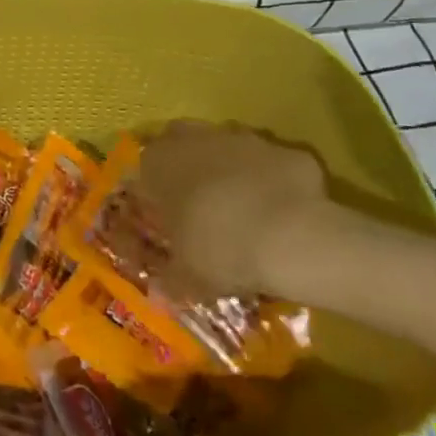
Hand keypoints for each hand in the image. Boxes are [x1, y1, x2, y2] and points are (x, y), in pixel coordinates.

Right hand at [130, 120, 336, 298]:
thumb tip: (159, 296)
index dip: (155, 194)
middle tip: (200, 205)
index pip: (145, 171)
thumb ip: (170, 282)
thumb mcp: (188, 277)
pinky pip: (269, 163)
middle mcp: (194, 140)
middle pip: (182, 143)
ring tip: (243, 210)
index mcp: (159, 164)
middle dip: (188, 167)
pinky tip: (282, 211)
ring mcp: (240, 138)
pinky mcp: (281, 148)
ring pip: (226, 146)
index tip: (167, 220)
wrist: (291, 234)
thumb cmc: (220, 249)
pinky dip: (272, 181)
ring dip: (230, 170)